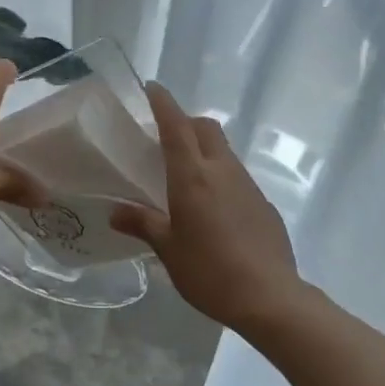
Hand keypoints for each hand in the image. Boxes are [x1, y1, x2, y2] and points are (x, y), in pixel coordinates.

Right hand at [110, 83, 304, 336]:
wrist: (270, 298)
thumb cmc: (209, 271)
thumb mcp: (168, 250)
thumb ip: (142, 223)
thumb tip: (115, 211)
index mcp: (193, 176)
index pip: (176, 125)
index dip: (163, 103)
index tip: (151, 88)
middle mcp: (222, 170)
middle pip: (205, 128)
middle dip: (186, 123)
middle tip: (165, 139)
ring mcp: (247, 185)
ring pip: (223, 151)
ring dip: (204, 150)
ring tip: (186, 176)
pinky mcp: (263, 203)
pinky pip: (237, 177)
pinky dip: (221, 177)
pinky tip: (213, 209)